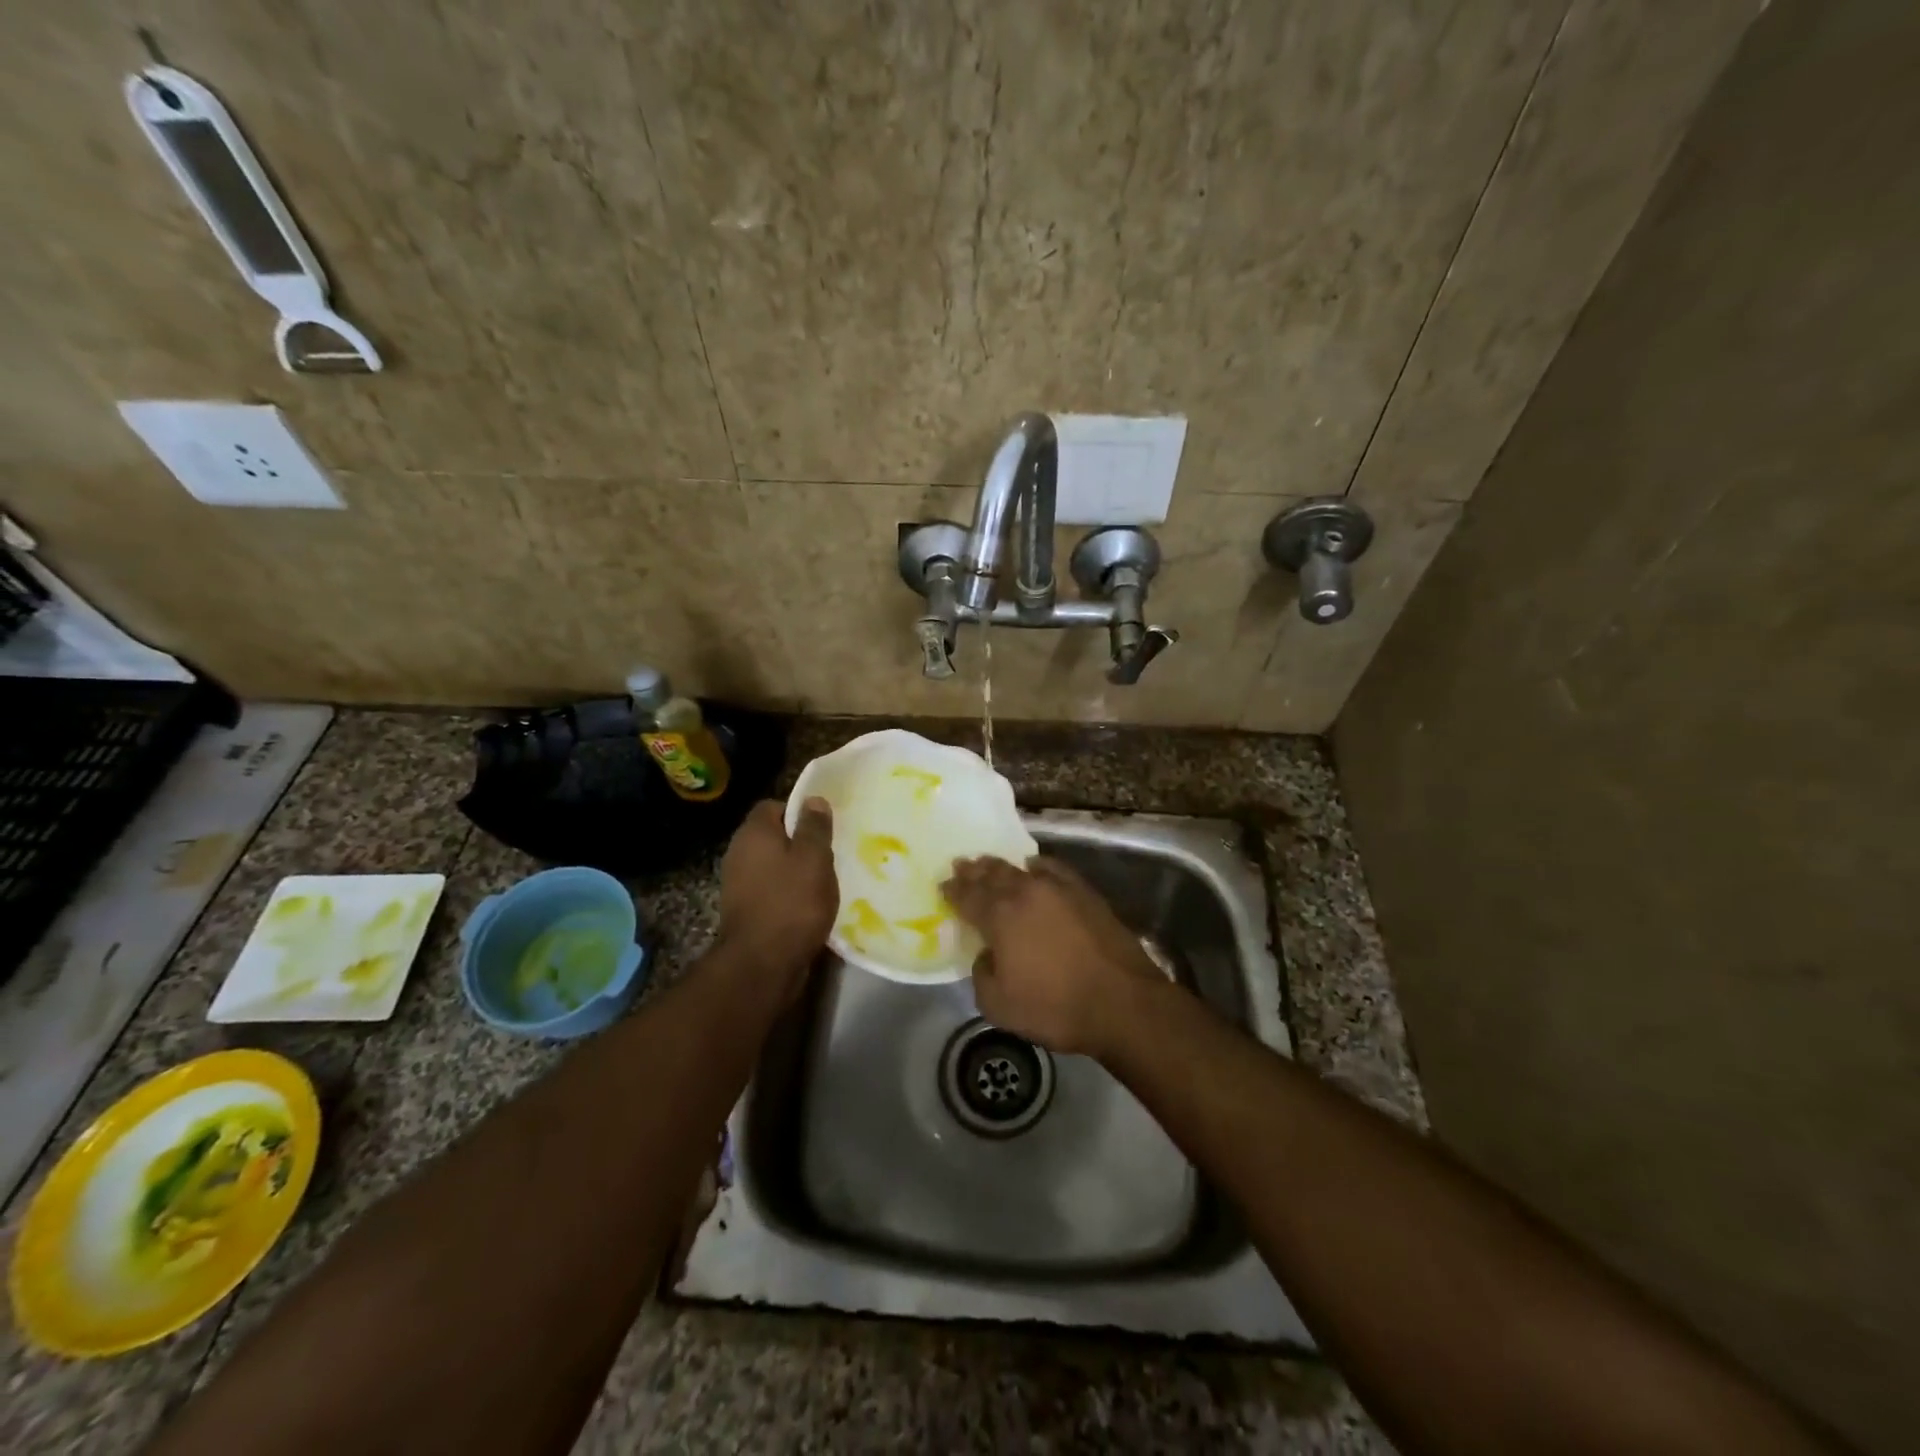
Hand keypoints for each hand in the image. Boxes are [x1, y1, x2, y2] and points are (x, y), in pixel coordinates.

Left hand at [717, 798, 836, 1002]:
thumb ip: (814, 827)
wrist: (761, 965)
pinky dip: (789, 895)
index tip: (823, 826)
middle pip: (773, 837)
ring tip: (825, 882)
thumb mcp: (814, 858)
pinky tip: (810, 906)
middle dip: (800, 843)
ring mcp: (739, 884)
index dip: (799, 811)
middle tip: (829, 854)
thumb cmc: (792, 903)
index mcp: (753, 833)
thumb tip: (813, 800)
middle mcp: (739, 854)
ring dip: (796, 872)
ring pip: (773, 866)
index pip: (773, 806)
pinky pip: (771, 891)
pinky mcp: (746, 911)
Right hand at [940, 856, 1161, 1056]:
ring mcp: (1058, 888)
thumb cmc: (1056, 1007)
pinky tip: (1034, 866)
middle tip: (962, 865)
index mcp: (1000, 916)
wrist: (1122, 1001)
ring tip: (989, 863)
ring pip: (1020, 868)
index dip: (953, 890)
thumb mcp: (999, 1007)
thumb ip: (982, 975)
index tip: (944, 885)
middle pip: (992, 875)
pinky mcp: (1084, 892)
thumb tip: (987, 956)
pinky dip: (1038, 866)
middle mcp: (1025, 892)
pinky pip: (1053, 869)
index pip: (968, 896)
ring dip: (1000, 866)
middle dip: (974, 871)